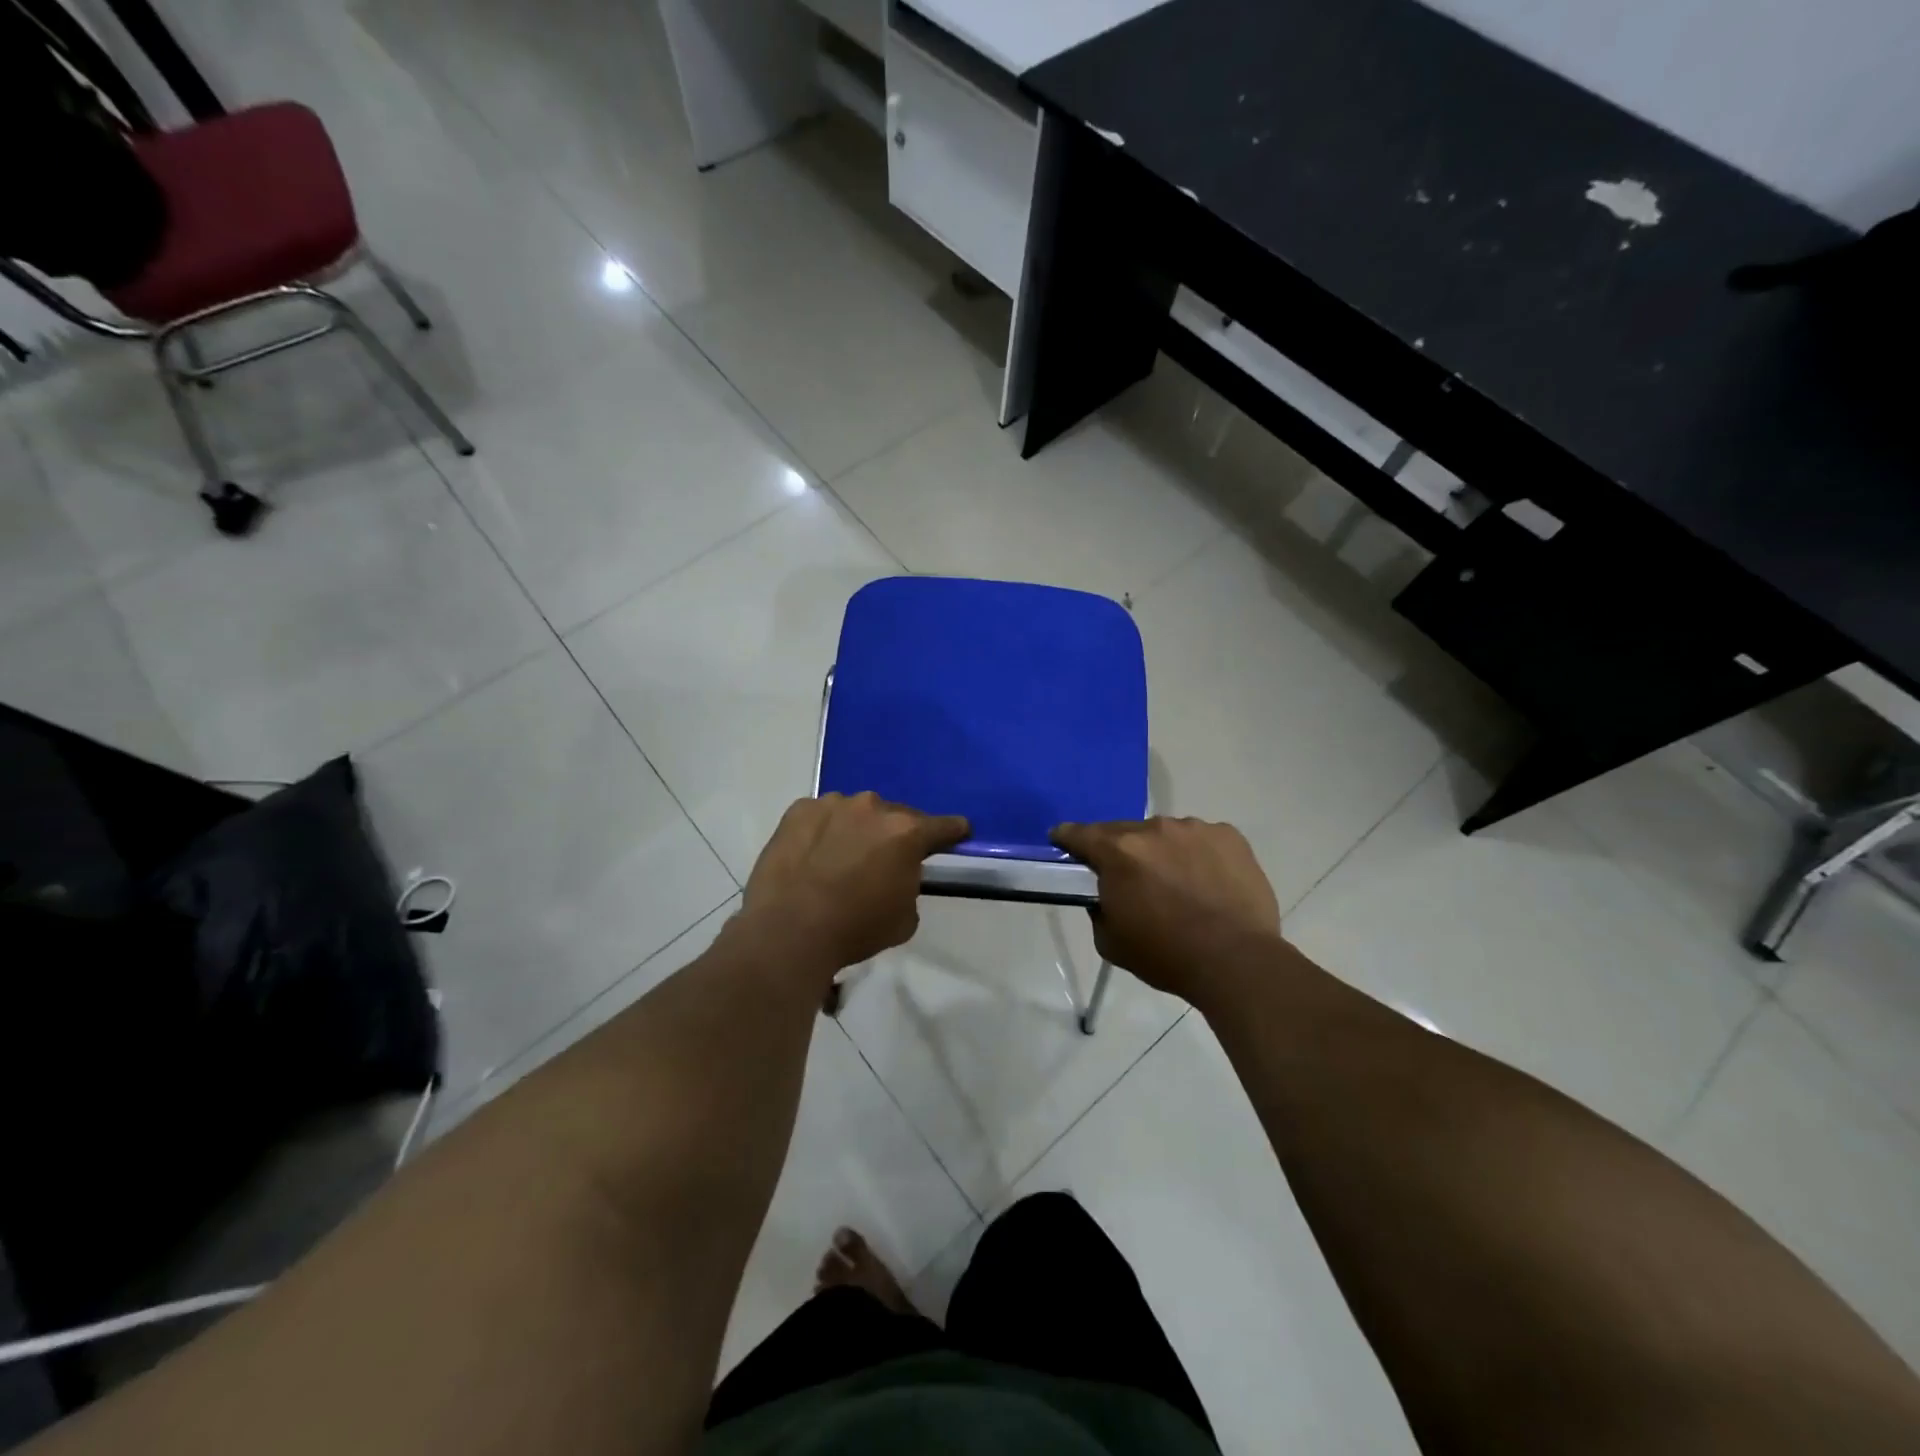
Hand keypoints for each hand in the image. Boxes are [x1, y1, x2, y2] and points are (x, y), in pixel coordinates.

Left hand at [741, 792, 969, 975]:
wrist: (788, 930)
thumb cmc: (855, 929)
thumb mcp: (905, 918)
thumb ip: (910, 886)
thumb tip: (898, 876)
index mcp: (906, 833)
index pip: (943, 826)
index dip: (953, 831)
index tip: (959, 832)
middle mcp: (873, 808)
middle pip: (895, 816)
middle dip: (895, 835)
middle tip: (885, 859)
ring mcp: (833, 804)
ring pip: (856, 812)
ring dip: (857, 829)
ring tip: (842, 858)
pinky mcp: (799, 810)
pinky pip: (821, 816)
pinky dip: (823, 830)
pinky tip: (813, 854)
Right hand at [1051, 817, 1280, 1002]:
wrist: (1236, 961)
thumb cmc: (1166, 955)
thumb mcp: (1110, 941)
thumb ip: (1099, 908)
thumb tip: (1106, 894)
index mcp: (1118, 852)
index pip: (1080, 834)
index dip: (1067, 837)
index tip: (1062, 840)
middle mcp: (1153, 829)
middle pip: (1124, 832)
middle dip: (1121, 851)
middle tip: (1130, 877)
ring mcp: (1194, 828)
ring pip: (1166, 834)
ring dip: (1162, 851)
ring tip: (1177, 883)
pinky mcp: (1229, 835)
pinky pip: (1202, 839)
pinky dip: (1198, 854)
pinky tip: (1208, 882)